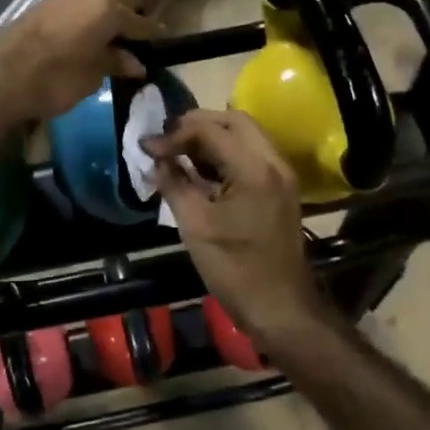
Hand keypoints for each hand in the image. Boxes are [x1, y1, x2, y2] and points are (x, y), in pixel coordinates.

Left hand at [0, 0, 159, 123]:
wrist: (0, 75)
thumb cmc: (55, 78)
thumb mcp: (92, 75)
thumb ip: (113, 63)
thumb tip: (134, 62)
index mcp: (108, 11)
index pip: (139, 22)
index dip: (152, 30)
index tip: (163, 34)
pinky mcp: (42, 6)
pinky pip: (76, 1)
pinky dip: (88, 7)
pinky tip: (88, 14)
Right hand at [146, 110, 324, 343]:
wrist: (282, 309)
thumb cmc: (235, 270)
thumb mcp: (195, 226)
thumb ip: (174, 184)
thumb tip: (155, 159)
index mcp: (254, 168)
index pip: (210, 129)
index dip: (174, 134)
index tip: (147, 148)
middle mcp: (274, 161)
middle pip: (233, 120)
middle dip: (196, 125)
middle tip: (166, 142)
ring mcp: (281, 173)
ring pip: (245, 134)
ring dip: (212, 136)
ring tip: (178, 153)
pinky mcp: (280, 187)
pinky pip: (251, 153)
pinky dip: (226, 152)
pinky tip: (200, 170)